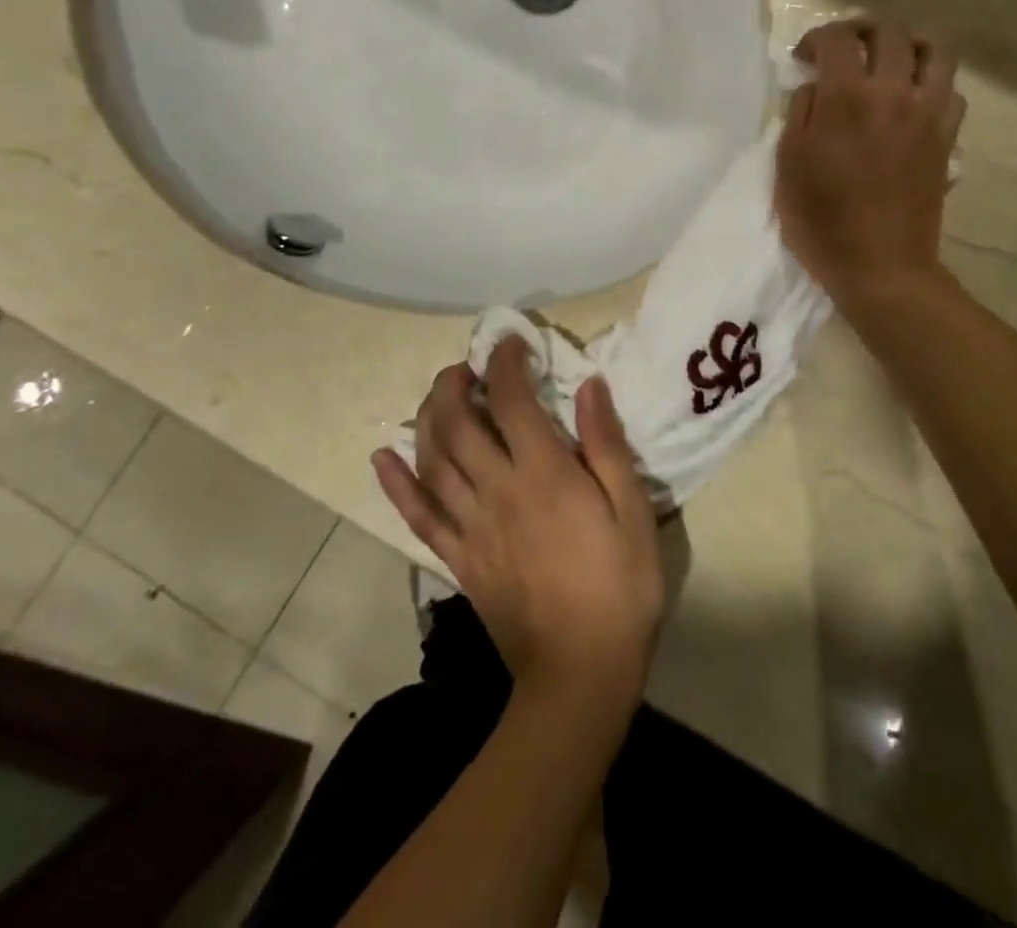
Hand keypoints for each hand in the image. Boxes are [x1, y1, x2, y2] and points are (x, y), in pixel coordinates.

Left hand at [372, 337, 664, 707]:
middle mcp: (498, 491)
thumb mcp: (634, 512)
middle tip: (467, 366)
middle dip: (455, 384)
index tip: (509, 342)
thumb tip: (589, 385)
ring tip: (439, 393)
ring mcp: (471, 527)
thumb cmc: (619, 587)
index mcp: (544, 475)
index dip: (505, 363)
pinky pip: (418, 515)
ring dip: (428, 417)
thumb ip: (607, 445)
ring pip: (433, 460)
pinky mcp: (457, 559)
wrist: (580, 674)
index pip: (512, 401)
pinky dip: (397, 484)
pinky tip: (383, 457)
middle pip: (459, 424)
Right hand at [775, 18, 964, 298]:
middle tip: (845, 48)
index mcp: (847, 98)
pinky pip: (951, 91)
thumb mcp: (789, 165)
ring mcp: (928, 114)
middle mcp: (893, 92)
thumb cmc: (822, 221)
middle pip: (890, 31)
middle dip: (862, 29)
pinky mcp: (946, 138)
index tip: (804, 58)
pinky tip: (913, 100)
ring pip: (935, 50)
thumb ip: (801, 113)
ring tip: (890, 60)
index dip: (816, 38)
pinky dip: (932, 84)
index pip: (838, 38)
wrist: (880, 266)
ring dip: (909, 44)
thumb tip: (817, 86)